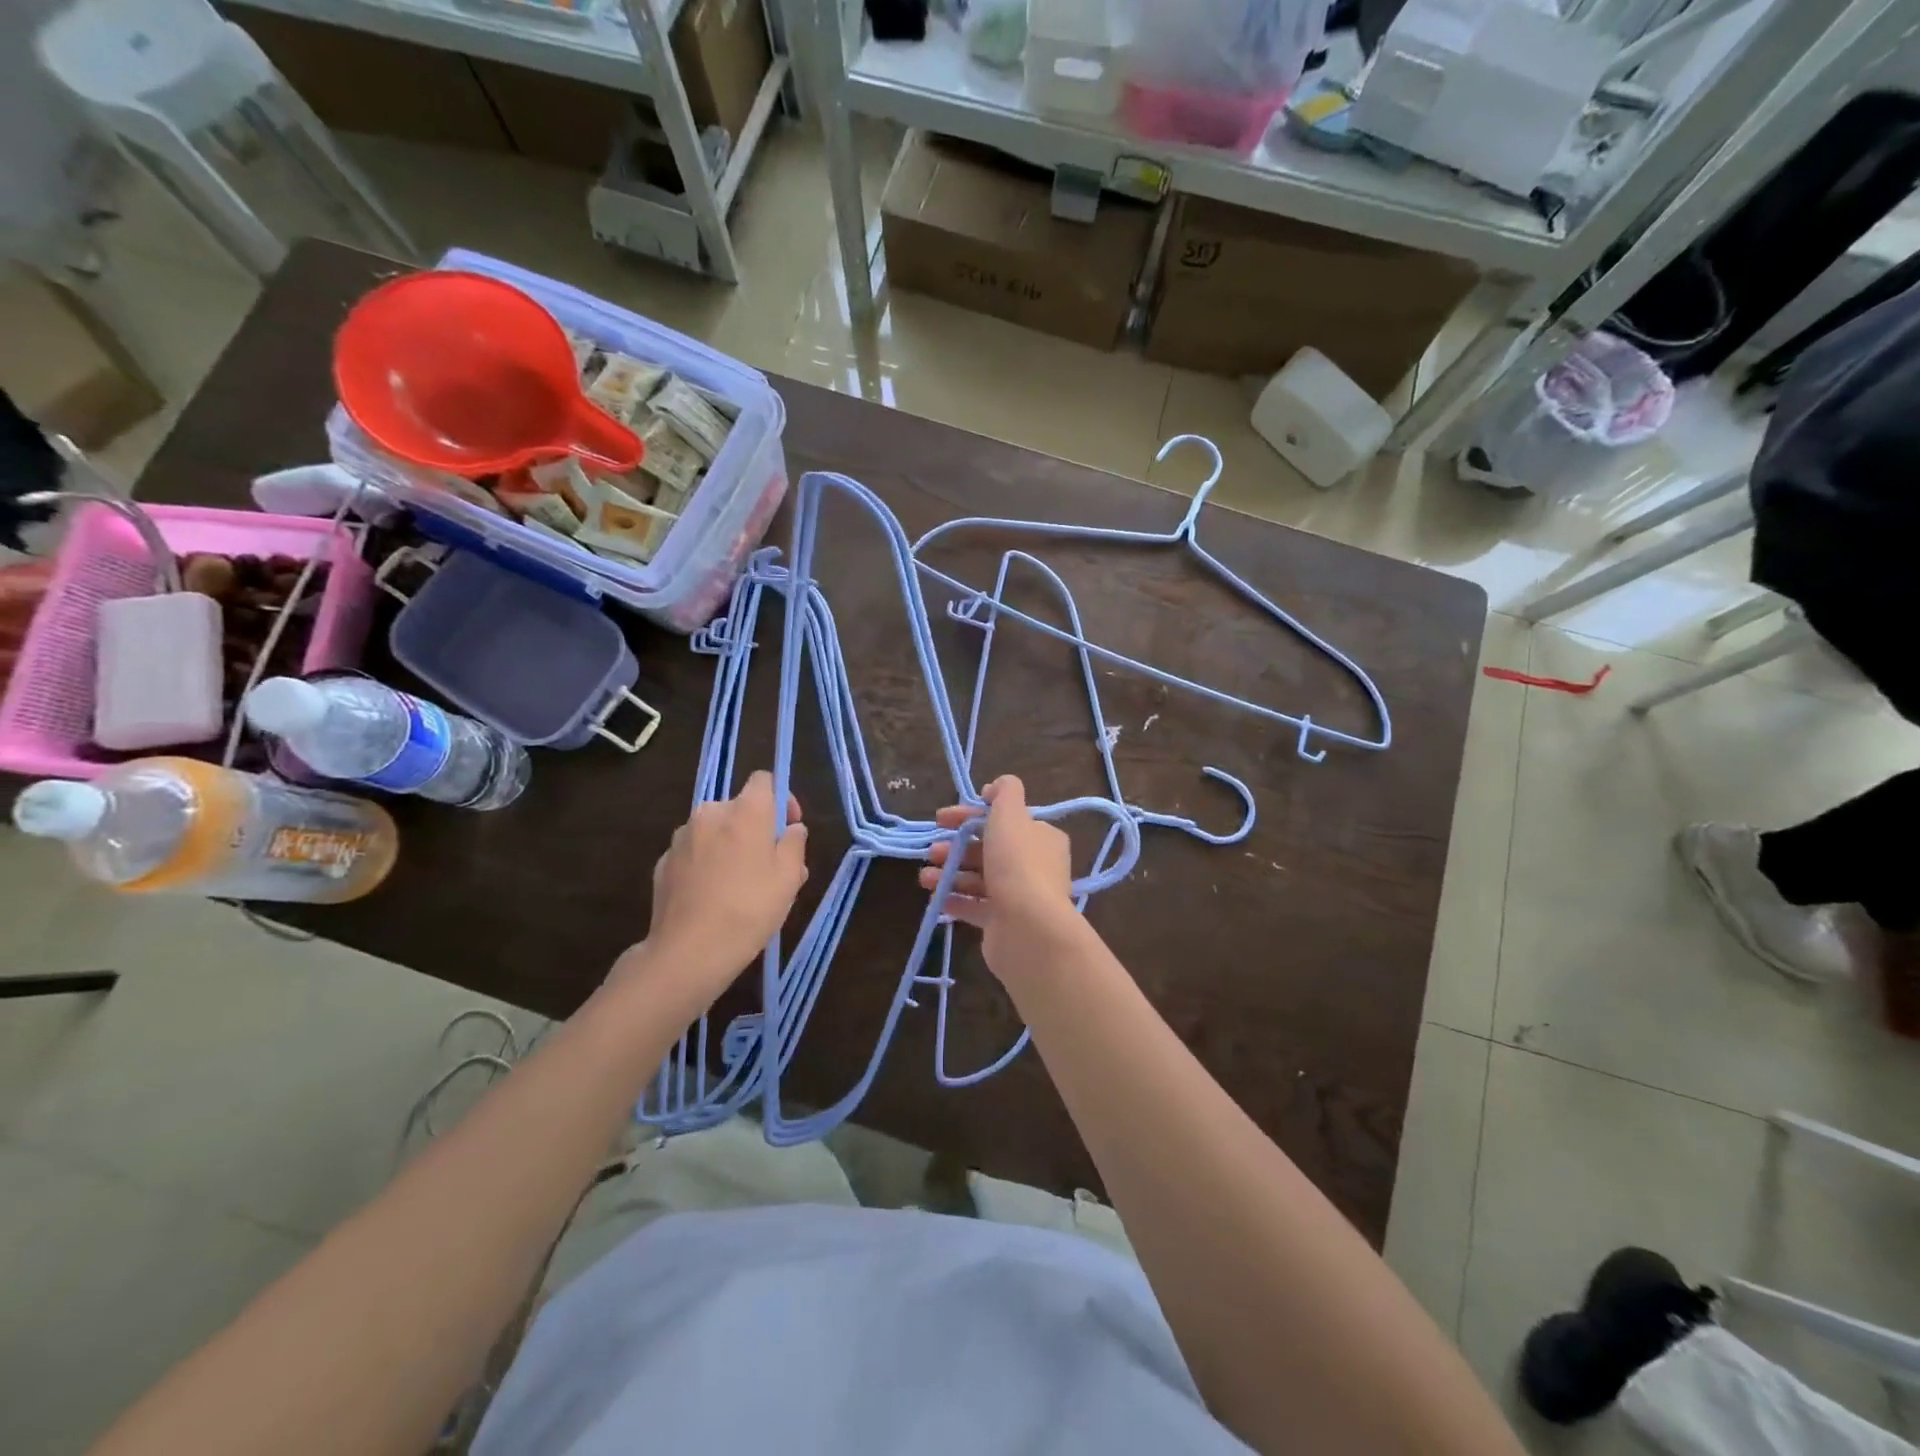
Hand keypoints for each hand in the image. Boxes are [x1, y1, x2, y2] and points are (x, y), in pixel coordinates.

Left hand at [627, 771, 807, 1006]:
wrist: (688, 952)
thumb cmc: (749, 909)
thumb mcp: (790, 878)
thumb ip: (795, 844)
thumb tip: (792, 829)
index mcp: (745, 810)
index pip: (764, 780)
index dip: (781, 799)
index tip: (788, 828)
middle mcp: (710, 813)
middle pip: (739, 808)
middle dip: (756, 829)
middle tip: (770, 866)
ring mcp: (681, 837)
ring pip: (715, 831)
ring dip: (730, 846)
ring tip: (741, 885)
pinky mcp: (663, 862)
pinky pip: (694, 853)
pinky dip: (707, 864)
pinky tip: (713, 897)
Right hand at [919, 777, 1078, 963]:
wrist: (1028, 928)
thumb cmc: (1017, 863)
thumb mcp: (1011, 814)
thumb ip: (1005, 792)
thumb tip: (996, 787)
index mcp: (1040, 837)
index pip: (1003, 819)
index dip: (970, 815)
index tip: (941, 818)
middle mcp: (1034, 865)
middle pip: (988, 849)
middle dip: (956, 847)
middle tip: (931, 850)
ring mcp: (1019, 896)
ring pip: (979, 878)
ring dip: (949, 873)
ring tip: (925, 877)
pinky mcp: (1003, 923)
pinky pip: (975, 907)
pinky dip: (954, 900)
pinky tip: (935, 897)